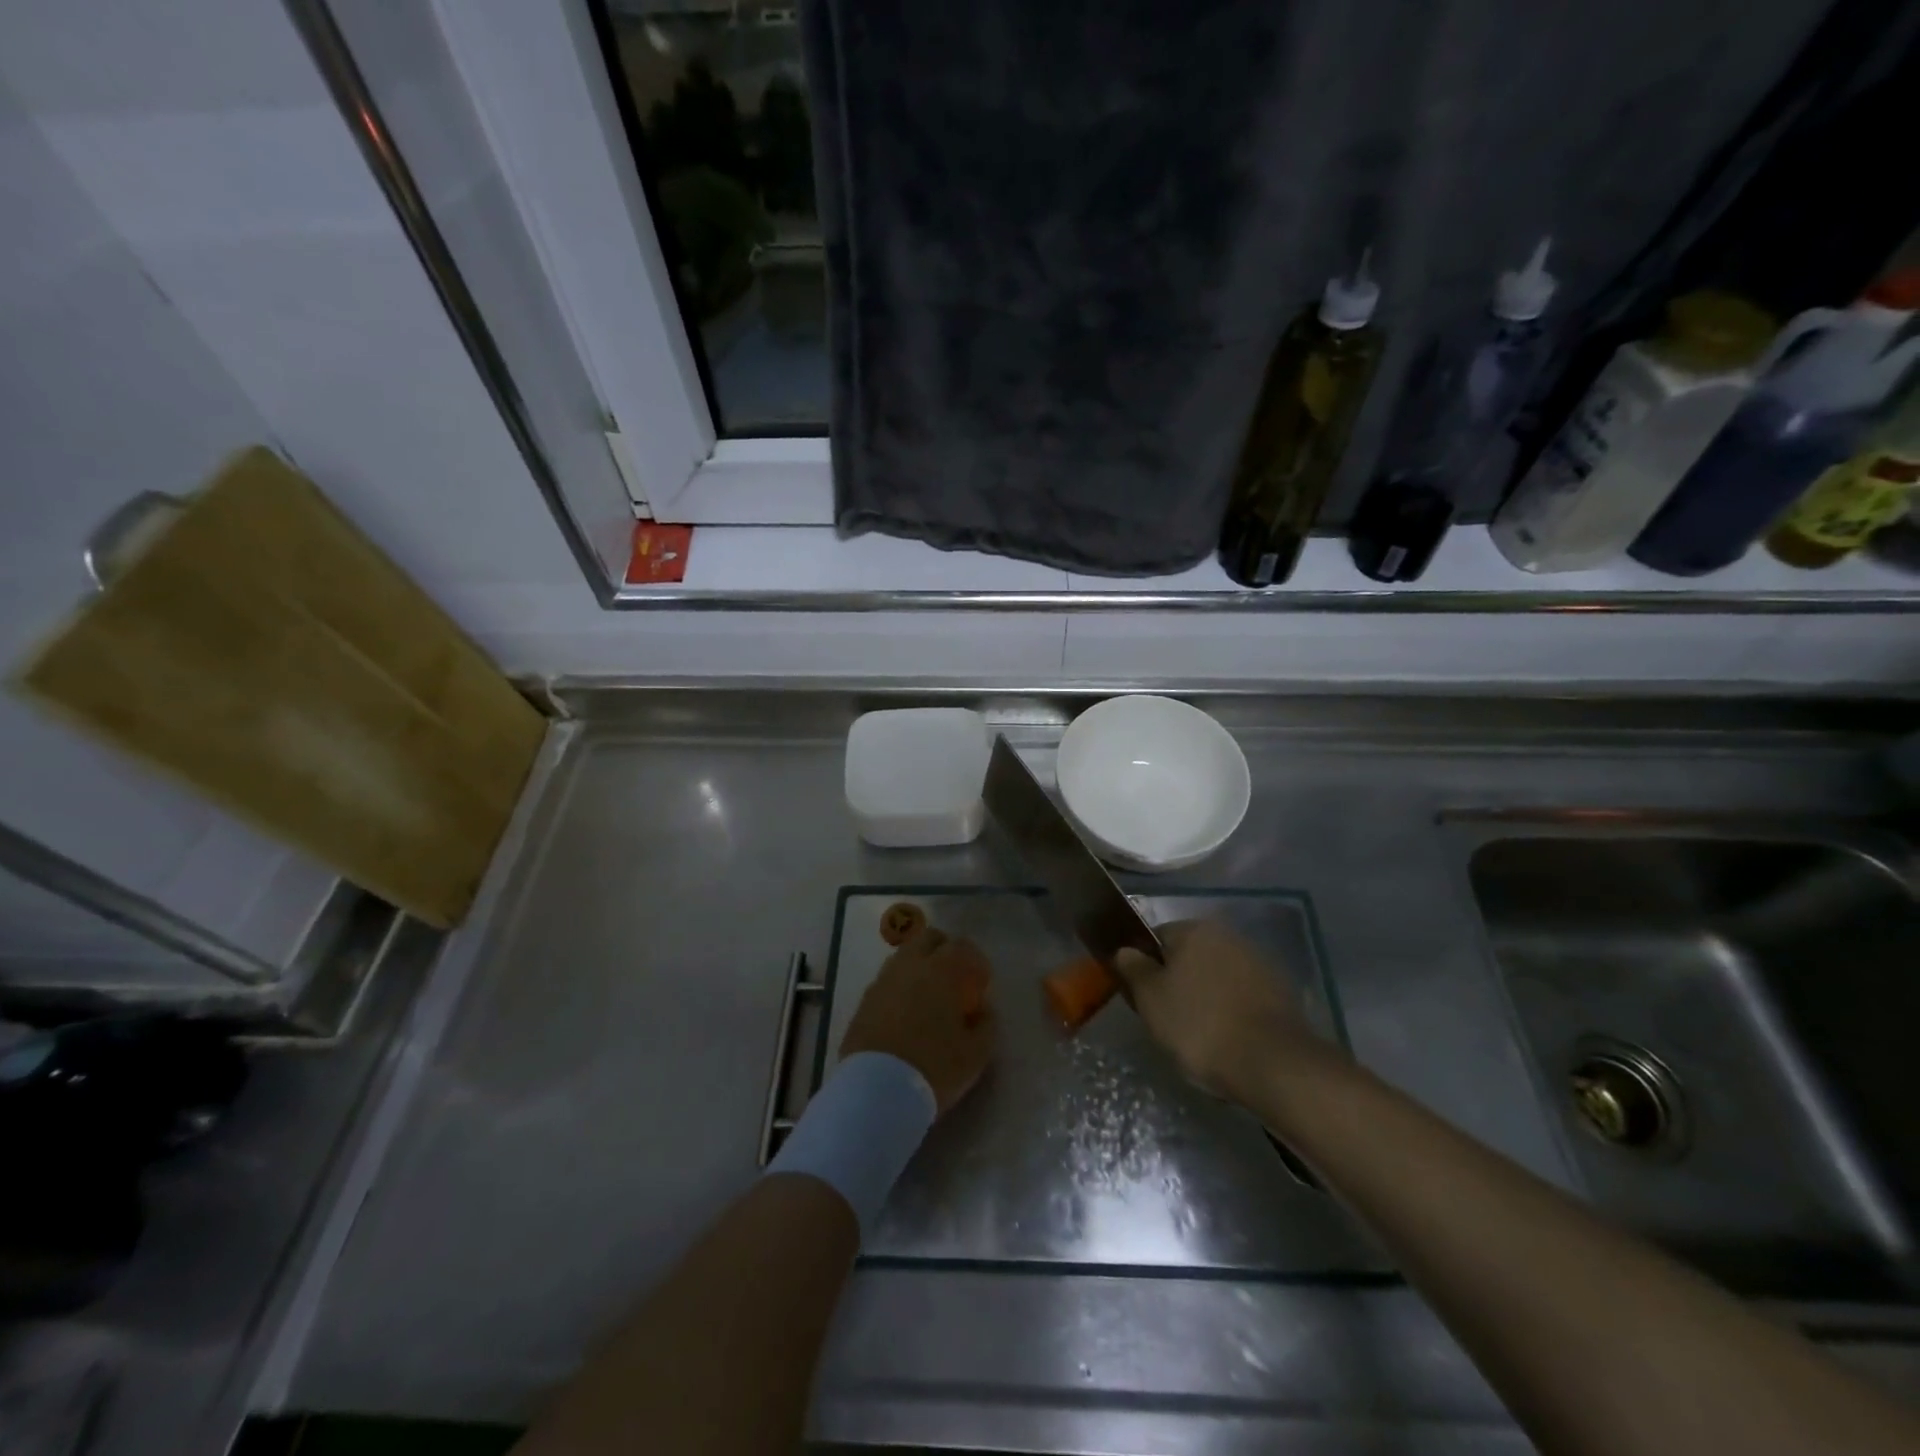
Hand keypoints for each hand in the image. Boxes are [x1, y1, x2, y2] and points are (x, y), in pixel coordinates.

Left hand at [840, 926, 995, 1114]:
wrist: (876, 1091)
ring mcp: (883, 981)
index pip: (962, 946)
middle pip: (928, 939)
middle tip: (955, 978)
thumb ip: (986, 1024)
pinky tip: (906, 1013)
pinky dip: (900, 987)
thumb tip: (983, 1010)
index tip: (981, 983)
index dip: (975, 961)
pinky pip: (887, 981)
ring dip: (919, 966)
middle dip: (945, 950)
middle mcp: (910, 966)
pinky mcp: (864, 1001)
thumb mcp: (976, 1054)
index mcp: (941, 970)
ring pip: (904, 957)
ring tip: (929, 996)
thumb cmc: (934, 1068)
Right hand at [1114, 919, 1332, 1103]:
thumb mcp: (1150, 998)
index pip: (1156, 938)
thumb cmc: (1199, 1025)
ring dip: (1206, 997)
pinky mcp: (1281, 993)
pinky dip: (1232, 1011)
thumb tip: (1125, 950)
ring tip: (1199, 1036)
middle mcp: (1229, 936)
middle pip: (1189, 957)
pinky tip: (1228, 1040)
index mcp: (1195, 930)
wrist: (1272, 1064)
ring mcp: (1259, 963)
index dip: (1144, 967)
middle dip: (1177, 982)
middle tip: (1167, 1020)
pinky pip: (1242, 997)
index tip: (1142, 998)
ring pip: (1217, 977)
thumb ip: (1132, 967)